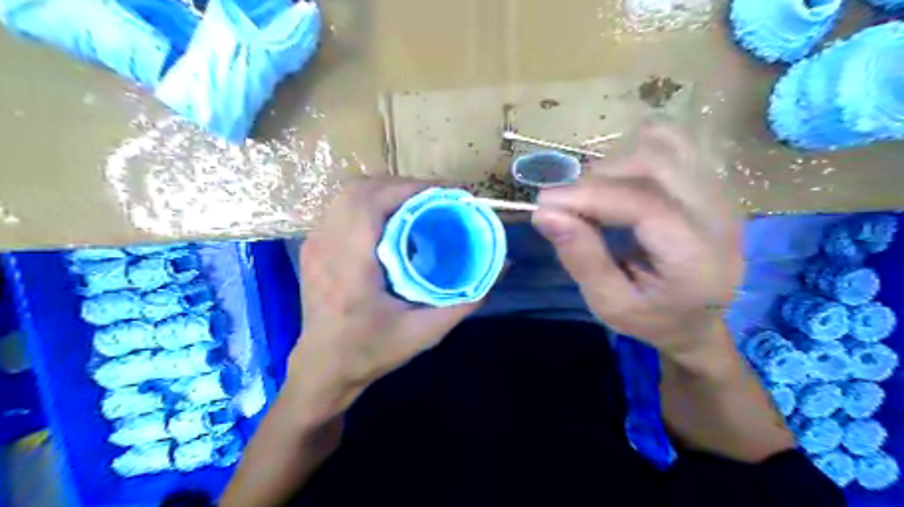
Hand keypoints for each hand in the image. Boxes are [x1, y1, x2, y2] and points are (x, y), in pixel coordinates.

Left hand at [288, 179, 479, 424]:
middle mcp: (327, 246)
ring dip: (384, 190)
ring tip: (416, 203)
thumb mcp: (424, 333)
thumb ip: (464, 301)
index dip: (411, 188)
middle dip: (401, 185)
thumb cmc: (370, 352)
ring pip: (347, 194)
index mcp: (350, 265)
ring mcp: (314, 244)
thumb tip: (500, 268)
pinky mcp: (312, 247)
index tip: (444, 193)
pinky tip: (389, 219)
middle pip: (360, 190)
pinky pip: (340, 208)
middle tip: (435, 197)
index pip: (373, 202)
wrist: (323, 368)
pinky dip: (368, 202)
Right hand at [531, 124, 741, 364]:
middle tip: (566, 205)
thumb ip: (581, 258)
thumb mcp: (610, 304)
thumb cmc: (652, 319)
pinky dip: (640, 147)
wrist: (698, 321)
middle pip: (654, 166)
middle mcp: (718, 216)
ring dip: (615, 165)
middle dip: (598, 179)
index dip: (589, 195)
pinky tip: (619, 169)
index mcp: (696, 257)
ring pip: (664, 149)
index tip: (544, 202)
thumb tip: (545, 213)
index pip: (643, 204)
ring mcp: (721, 195)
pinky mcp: (712, 185)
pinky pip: (678, 146)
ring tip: (590, 195)